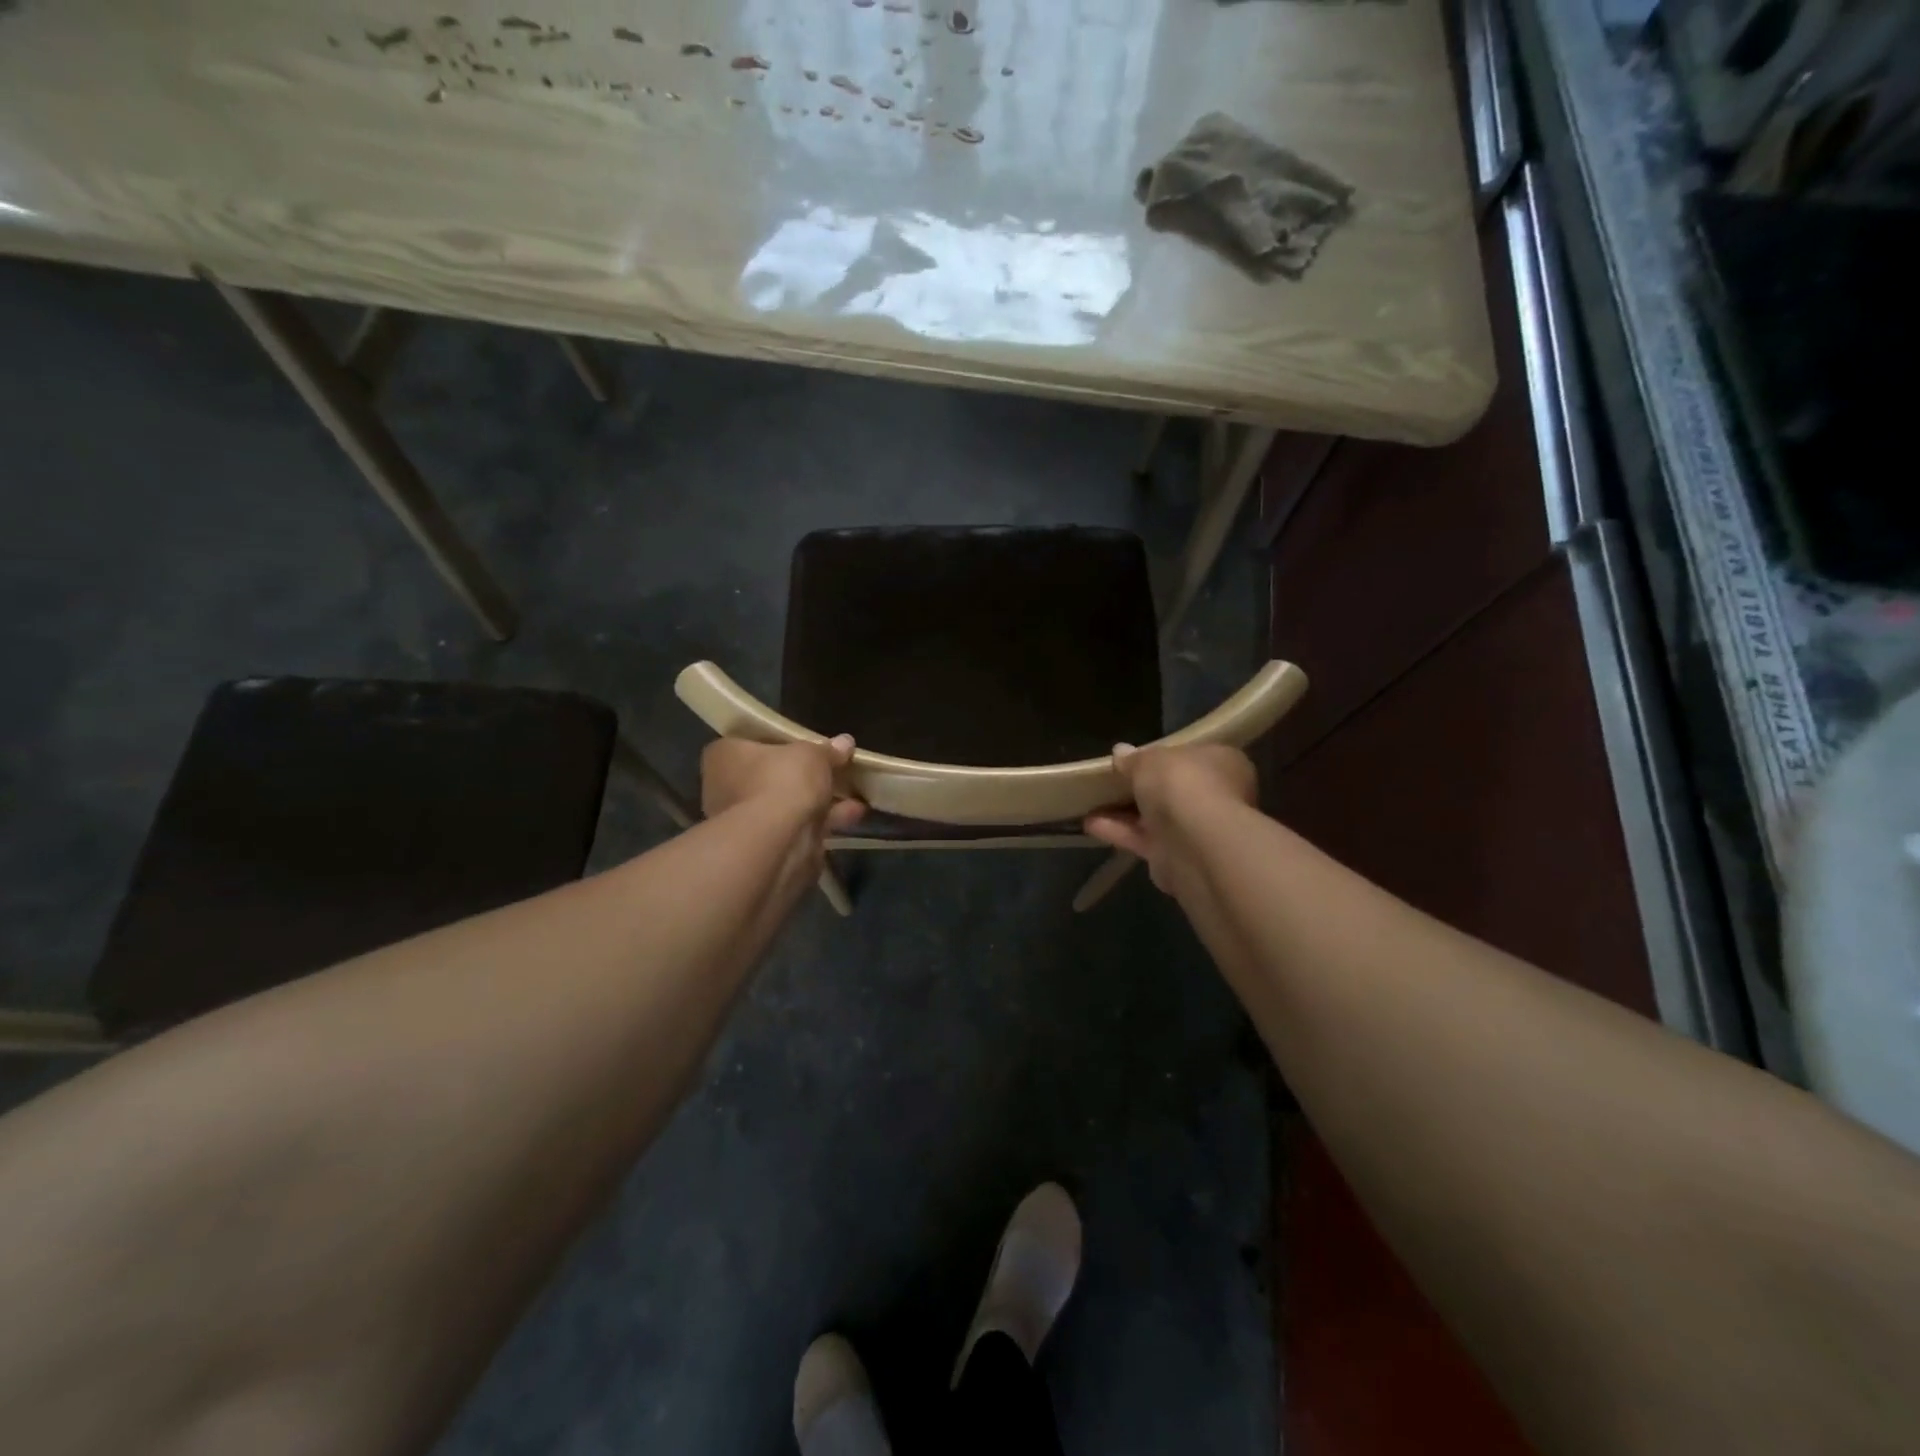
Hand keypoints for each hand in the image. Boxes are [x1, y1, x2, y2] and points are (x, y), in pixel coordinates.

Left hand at [700, 736, 865, 834]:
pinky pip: (799, 826)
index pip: (751, 742)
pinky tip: (854, 815)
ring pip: (788, 804)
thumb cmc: (781, 781)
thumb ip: (829, 749)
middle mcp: (726, 787)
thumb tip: (845, 742)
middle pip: (772, 776)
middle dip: (807, 776)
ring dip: (822, 800)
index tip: (808, 746)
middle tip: (837, 770)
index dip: (782, 743)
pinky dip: (825, 821)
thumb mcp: (812, 755)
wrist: (774, 841)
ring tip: (855, 795)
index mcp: (725, 755)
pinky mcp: (765, 846)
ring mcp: (744, 820)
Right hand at [1084, 744, 1255, 892]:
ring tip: (1091, 803)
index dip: (1166, 757)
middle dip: (1144, 787)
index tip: (1137, 758)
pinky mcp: (1177, 857)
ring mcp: (1198, 829)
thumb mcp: (1149, 759)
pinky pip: (1144, 839)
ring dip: (1125, 812)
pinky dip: (1120, 832)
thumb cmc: (1181, 783)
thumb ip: (1133, 758)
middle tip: (1112, 780)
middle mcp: (1216, 795)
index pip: (1194, 755)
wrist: (1194, 842)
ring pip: (1157, 816)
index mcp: (1222, 762)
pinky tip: (1090, 824)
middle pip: (1175, 789)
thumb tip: (1121, 752)